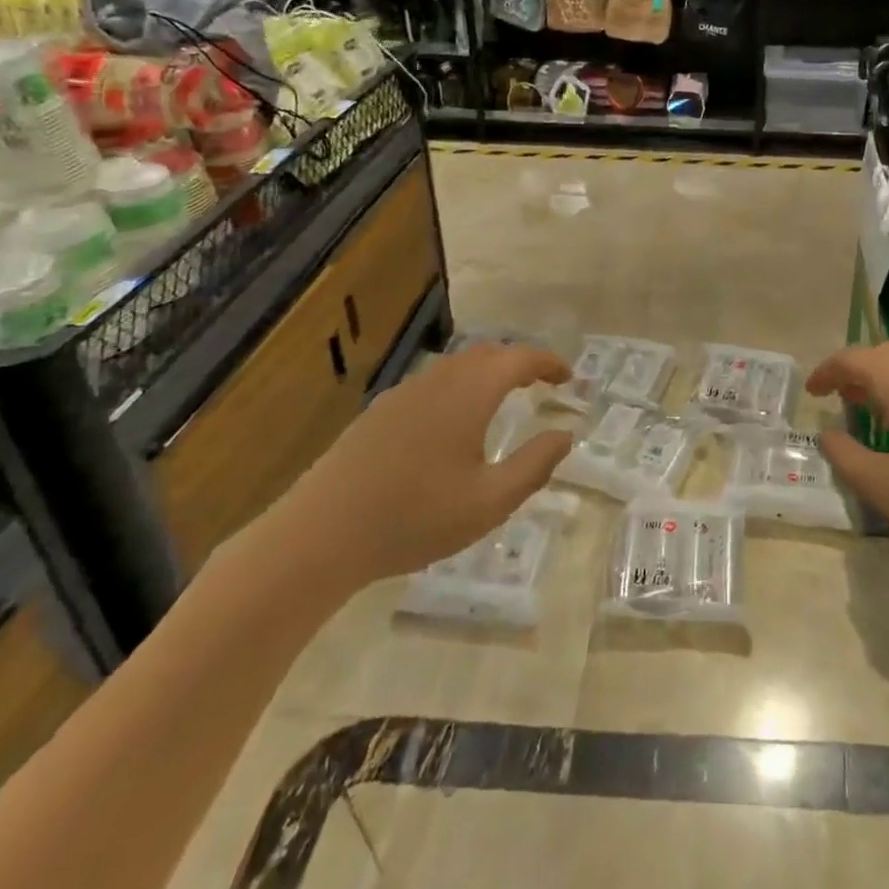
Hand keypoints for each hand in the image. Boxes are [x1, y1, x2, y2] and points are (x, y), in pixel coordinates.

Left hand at [287, 343, 573, 587]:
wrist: (320, 535)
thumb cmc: (414, 518)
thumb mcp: (490, 502)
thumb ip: (534, 464)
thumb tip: (565, 434)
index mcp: (469, 394)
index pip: (519, 359)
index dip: (548, 362)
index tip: (568, 376)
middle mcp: (438, 381)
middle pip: (487, 354)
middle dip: (519, 363)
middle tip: (541, 384)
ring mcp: (404, 393)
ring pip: (456, 366)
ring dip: (487, 373)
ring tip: (503, 399)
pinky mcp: (379, 412)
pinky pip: (432, 383)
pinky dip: (459, 387)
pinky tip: (454, 423)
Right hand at [811, 342, 888, 557]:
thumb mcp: (887, 487)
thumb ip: (847, 458)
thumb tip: (827, 435)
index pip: (851, 359)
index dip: (826, 372)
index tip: (812, 392)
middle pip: (883, 356)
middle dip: (857, 374)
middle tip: (842, 401)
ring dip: (888, 382)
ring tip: (877, 414)